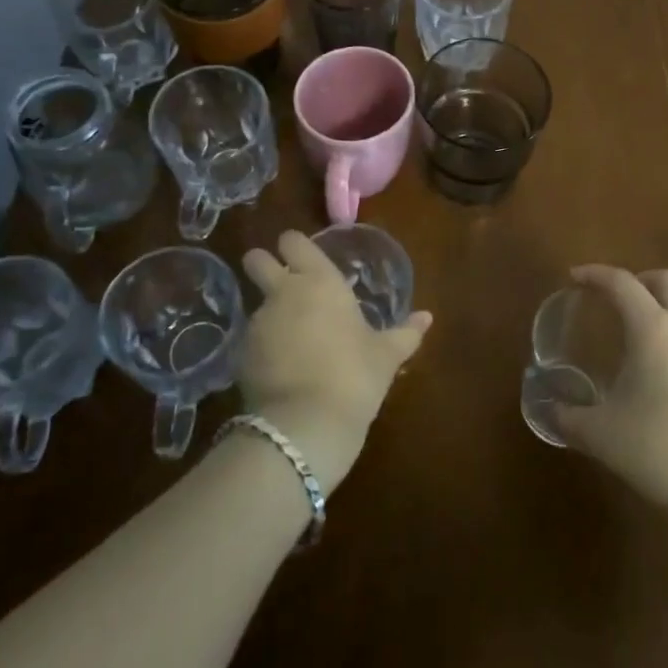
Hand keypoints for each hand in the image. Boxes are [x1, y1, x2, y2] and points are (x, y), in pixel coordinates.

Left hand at [238, 230, 431, 491]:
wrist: (305, 426)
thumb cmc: (355, 376)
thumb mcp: (387, 355)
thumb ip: (406, 333)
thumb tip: (427, 317)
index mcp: (320, 280)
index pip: (294, 241)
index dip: (295, 246)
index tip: (304, 258)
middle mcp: (283, 292)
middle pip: (256, 259)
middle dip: (262, 265)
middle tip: (281, 282)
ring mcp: (258, 323)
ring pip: (256, 303)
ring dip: (269, 313)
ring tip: (290, 338)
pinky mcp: (241, 355)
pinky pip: (252, 339)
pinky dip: (262, 347)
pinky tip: (280, 368)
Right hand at [555, 265, 667, 510]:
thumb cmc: (661, 447)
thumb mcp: (602, 436)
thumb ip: (571, 420)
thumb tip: (552, 412)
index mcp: (653, 329)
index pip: (622, 283)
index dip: (596, 274)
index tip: (575, 277)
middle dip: (641, 280)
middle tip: (617, 299)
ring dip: (663, 316)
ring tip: (639, 348)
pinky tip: (667, 385)